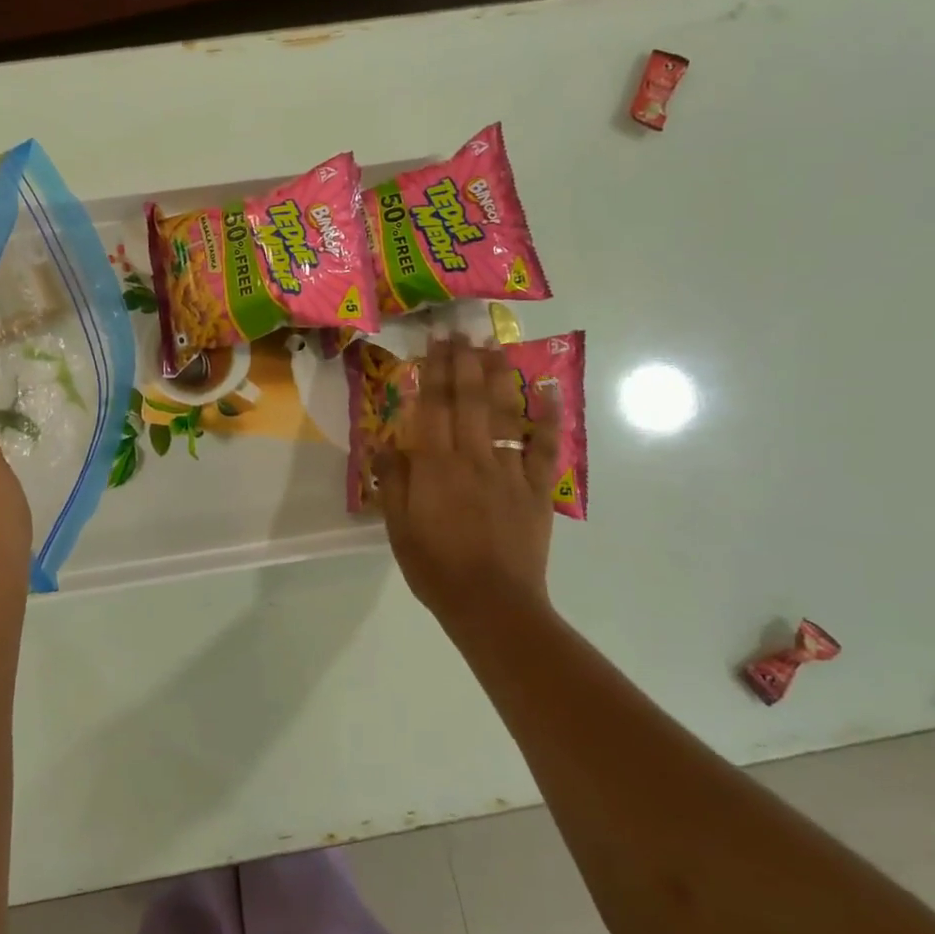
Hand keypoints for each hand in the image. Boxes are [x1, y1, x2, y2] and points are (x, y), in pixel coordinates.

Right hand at [377, 336, 559, 628]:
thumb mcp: (398, 528)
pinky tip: (548, 389)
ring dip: (499, 376)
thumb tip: (386, 442)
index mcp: (434, 466)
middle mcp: (472, 457)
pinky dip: (549, 417)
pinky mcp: (536, 489)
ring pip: (504, 413)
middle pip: (468, 400)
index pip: (433, 407)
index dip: (434, 371)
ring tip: (495, 345)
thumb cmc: (435, 568)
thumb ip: (393, 482)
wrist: (491, 604)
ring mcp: (508, 470)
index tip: (434, 342)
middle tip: (462, 330)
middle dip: (464, 361)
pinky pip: (544, 447)